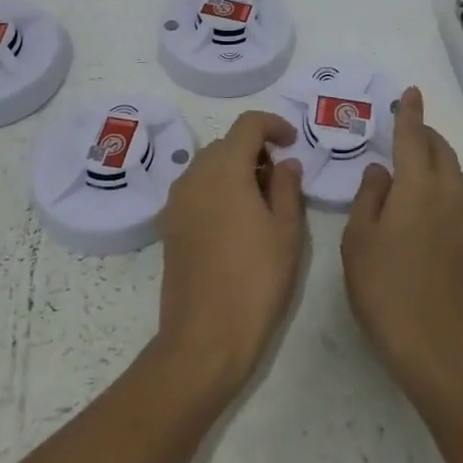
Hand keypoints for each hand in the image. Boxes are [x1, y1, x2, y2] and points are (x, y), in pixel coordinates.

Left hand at [154, 110, 306, 398]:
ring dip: (235, 170)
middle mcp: (194, 175)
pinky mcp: (169, 226)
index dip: (273, 125)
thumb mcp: (287, 231)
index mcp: (225, 168)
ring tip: (262, 202)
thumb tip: (285, 163)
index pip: (248, 124)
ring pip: (209, 166)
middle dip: (255, 150)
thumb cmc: (255, 279)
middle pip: (226, 143)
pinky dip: (218, 190)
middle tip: (281, 179)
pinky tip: (237, 223)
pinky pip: (196, 189)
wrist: (204, 338)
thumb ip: (288, 187)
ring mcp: (177, 201)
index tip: (292, 143)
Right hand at [341, 87, 462, 402]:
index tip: (411, 92)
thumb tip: (380, 171)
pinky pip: (454, 190)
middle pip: (439, 150)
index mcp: (418, 188)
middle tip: (403, 126)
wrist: (437, 348)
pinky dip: (439, 176)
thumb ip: (368, 198)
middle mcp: (446, 195)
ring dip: (433, 154)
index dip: (410, 114)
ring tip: (409, 156)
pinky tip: (418, 193)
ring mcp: (461, 218)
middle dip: (424, 132)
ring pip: (451, 170)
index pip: (413, 138)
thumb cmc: (387, 290)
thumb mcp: (359, 241)